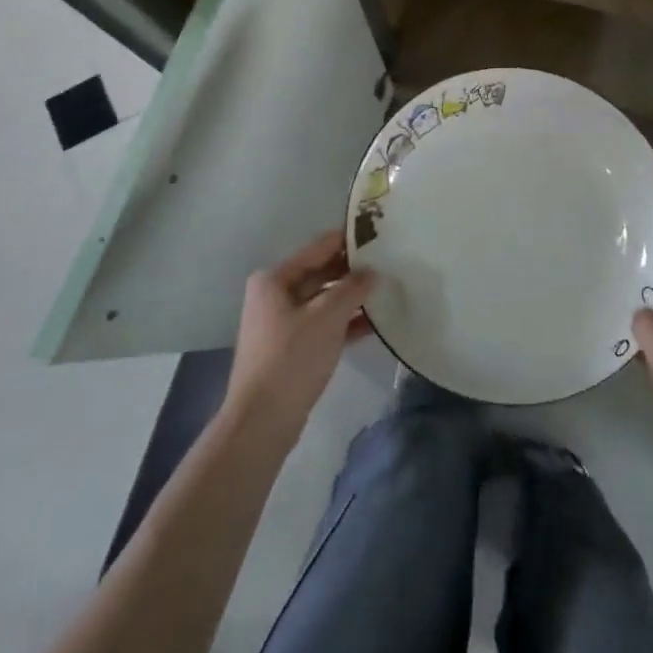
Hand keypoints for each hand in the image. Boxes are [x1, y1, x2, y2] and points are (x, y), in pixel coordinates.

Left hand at [224, 230, 378, 442]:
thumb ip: (353, 289)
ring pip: (325, 299)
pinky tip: (375, 323)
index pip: (319, 247)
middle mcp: (275, 294)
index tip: (381, 232)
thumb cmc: (292, 358)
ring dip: (353, 297)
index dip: (349, 239)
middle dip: (354, 270)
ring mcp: (282, 321)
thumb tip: (373, 272)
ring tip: (388, 290)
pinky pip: (324, 323)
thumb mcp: (327, 317)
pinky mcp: (292, 346)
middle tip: (390, 263)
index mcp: (275, 278)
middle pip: (322, 272)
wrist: (262, 420)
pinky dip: (346, 322)